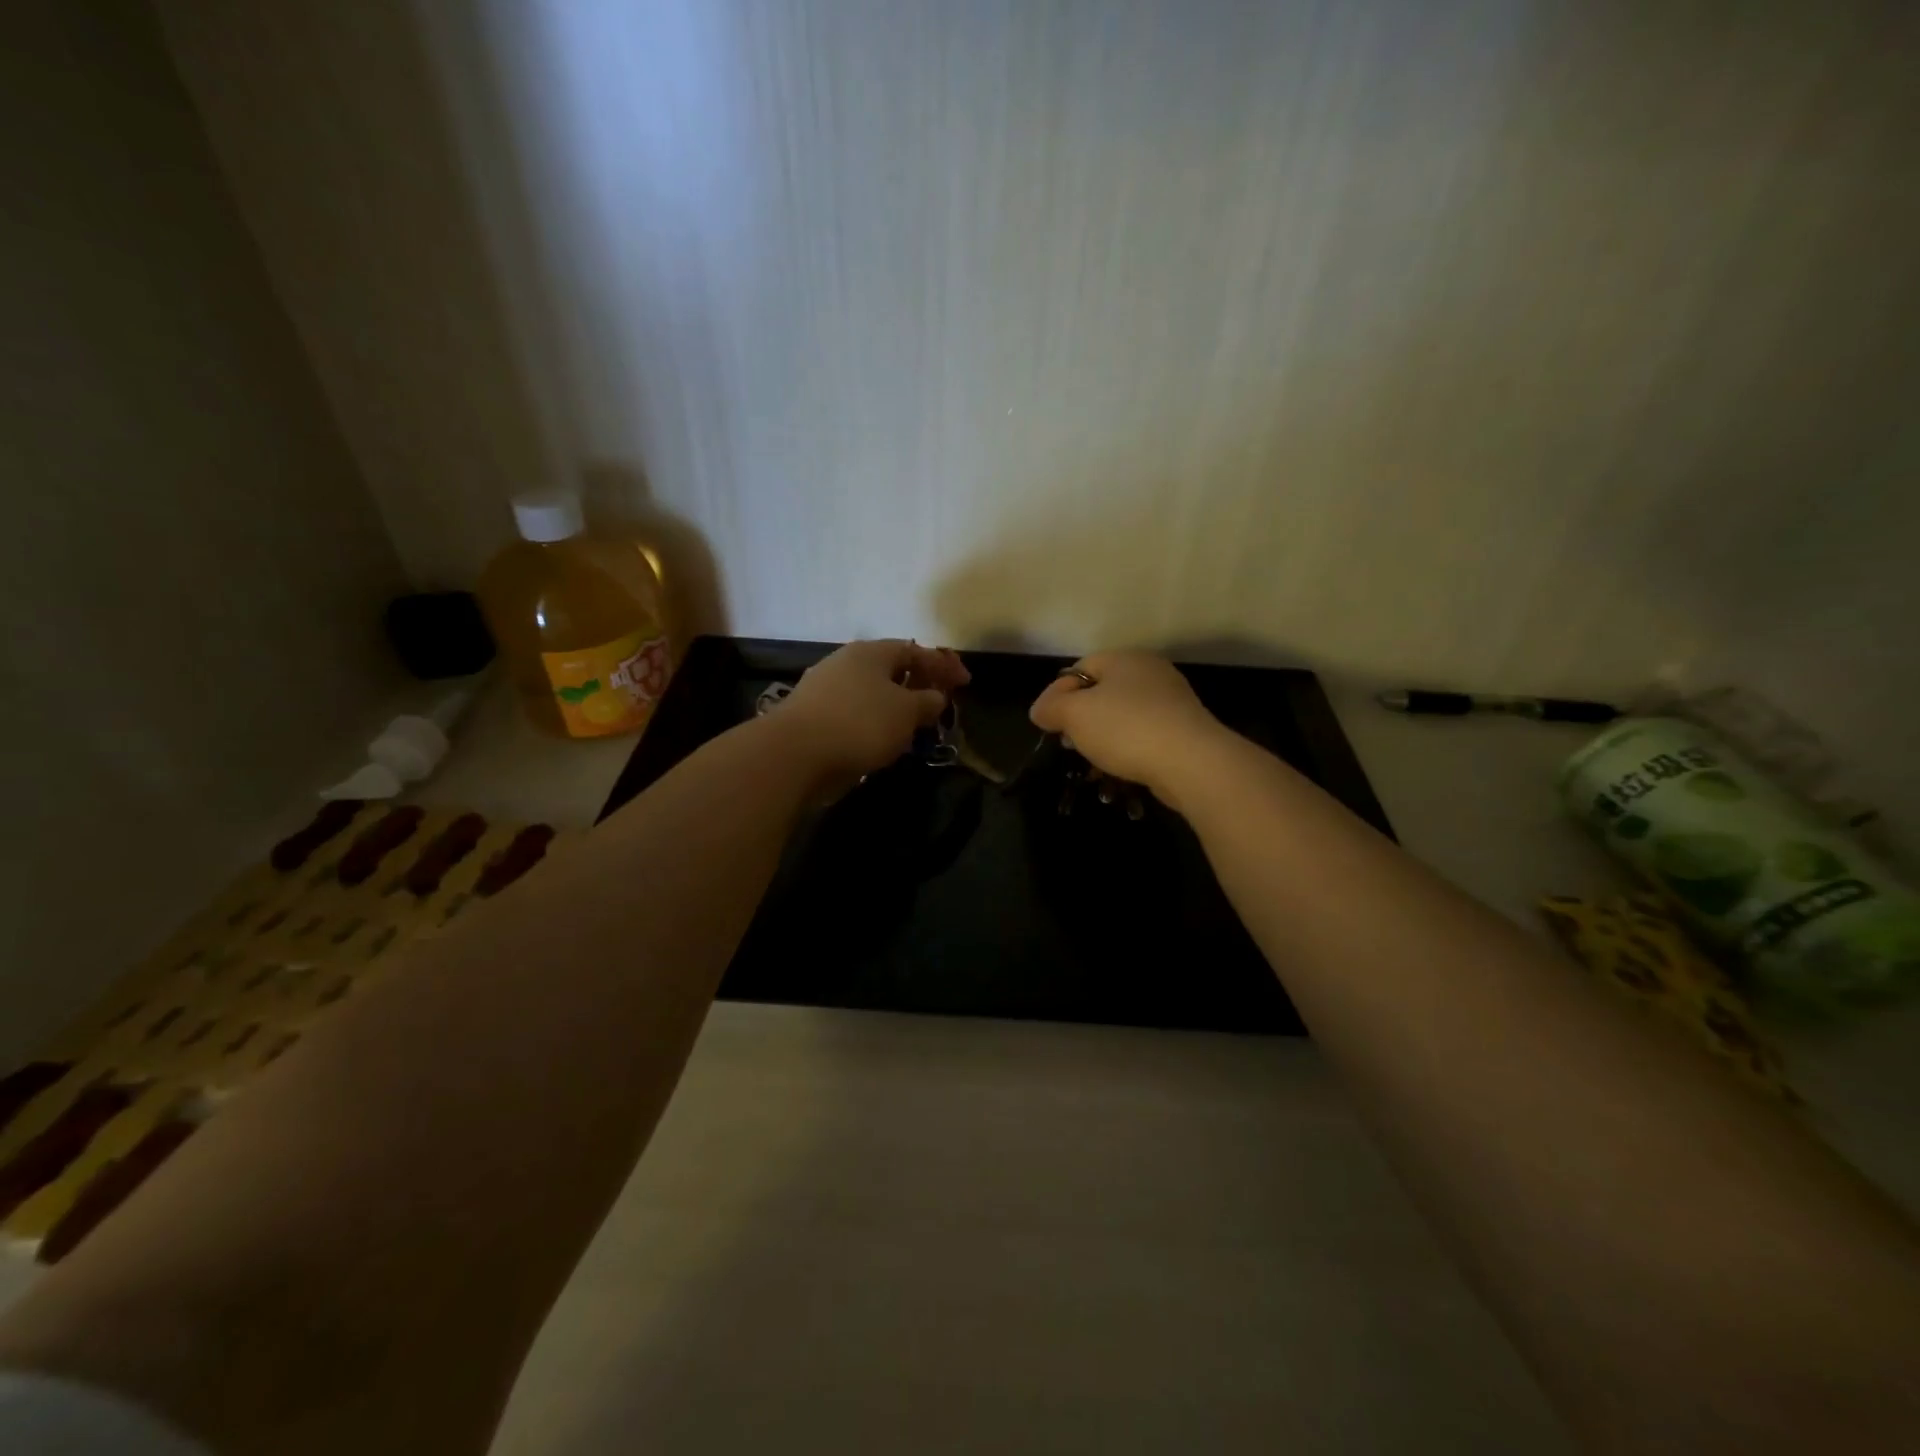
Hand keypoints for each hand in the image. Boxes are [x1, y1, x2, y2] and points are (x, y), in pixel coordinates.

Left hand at [778, 639, 970, 781]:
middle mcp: (846, 662)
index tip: (965, 682)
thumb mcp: (907, 712)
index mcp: (871, 652)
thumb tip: (935, 697)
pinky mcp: (812, 716)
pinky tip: (881, 739)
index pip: (915, 650)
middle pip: (890, 668)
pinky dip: (873, 721)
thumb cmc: (860, 724)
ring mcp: (824, 688)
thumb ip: (927, 702)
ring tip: (913, 724)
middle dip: (917, 683)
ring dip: (895, 705)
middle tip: (938, 701)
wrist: (794, 753)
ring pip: (871, 692)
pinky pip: (854, 712)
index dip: (943, 664)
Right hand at [1029, 651, 1230, 804]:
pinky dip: (1129, 751)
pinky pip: (1144, 737)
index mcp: (1125, 659)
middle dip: (1081, 719)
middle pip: (1102, 693)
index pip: (1079, 668)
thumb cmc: (1126, 729)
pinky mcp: (1184, 730)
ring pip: (1123, 717)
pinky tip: (1121, 771)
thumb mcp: (1074, 714)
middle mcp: (1150, 673)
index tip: (1049, 724)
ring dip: (1104, 739)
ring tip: (1094, 763)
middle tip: (1070, 744)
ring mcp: (1171, 702)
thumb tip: (1040, 710)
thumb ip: (1051, 707)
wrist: (1191, 762)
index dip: (1058, 694)